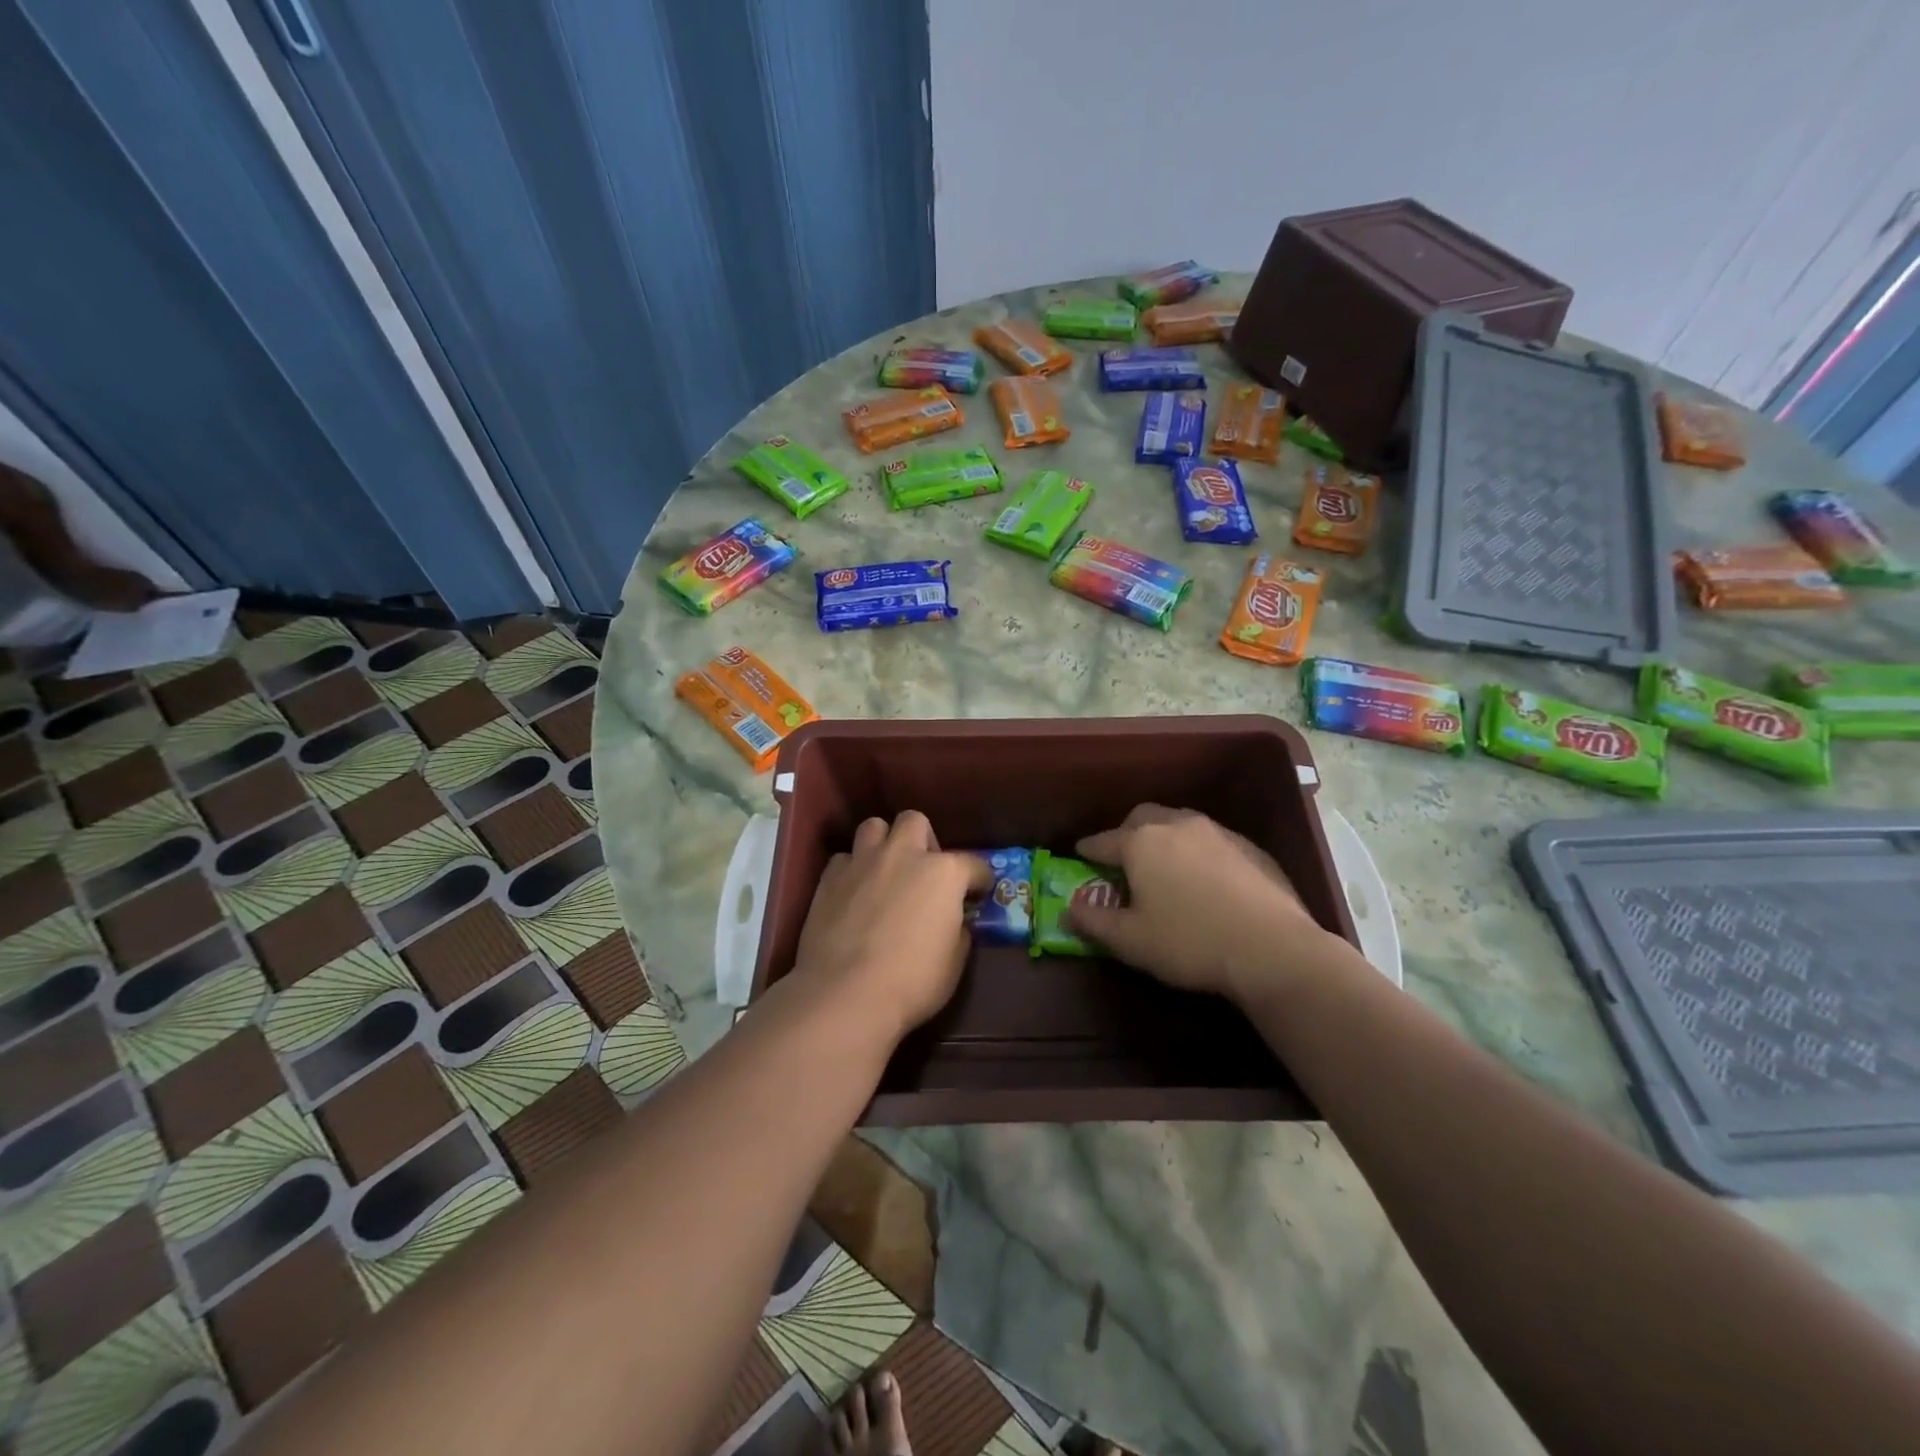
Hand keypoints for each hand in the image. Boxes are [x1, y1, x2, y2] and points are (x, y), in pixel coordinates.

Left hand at [789, 811, 991, 1044]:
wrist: (846, 993)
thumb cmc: (912, 981)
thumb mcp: (954, 962)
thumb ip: (958, 930)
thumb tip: (954, 921)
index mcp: (943, 873)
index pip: (973, 864)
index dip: (979, 879)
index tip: (979, 892)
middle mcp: (903, 854)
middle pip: (915, 822)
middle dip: (923, 840)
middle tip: (923, 870)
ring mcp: (863, 861)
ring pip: (874, 826)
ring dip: (883, 843)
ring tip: (885, 870)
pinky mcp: (830, 877)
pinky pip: (844, 858)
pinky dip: (852, 869)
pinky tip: (854, 891)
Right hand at [1066, 804, 1352, 1005]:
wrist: (1273, 949)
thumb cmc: (1189, 943)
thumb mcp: (1130, 941)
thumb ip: (1093, 922)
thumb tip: (1069, 909)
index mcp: (1142, 842)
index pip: (1104, 840)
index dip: (1088, 849)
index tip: (1080, 853)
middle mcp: (1177, 825)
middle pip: (1143, 818)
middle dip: (1127, 833)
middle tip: (1123, 859)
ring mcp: (1217, 832)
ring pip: (1180, 824)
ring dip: (1165, 839)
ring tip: (1165, 867)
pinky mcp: (1250, 847)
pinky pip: (1211, 841)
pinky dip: (1198, 852)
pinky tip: (1206, 879)